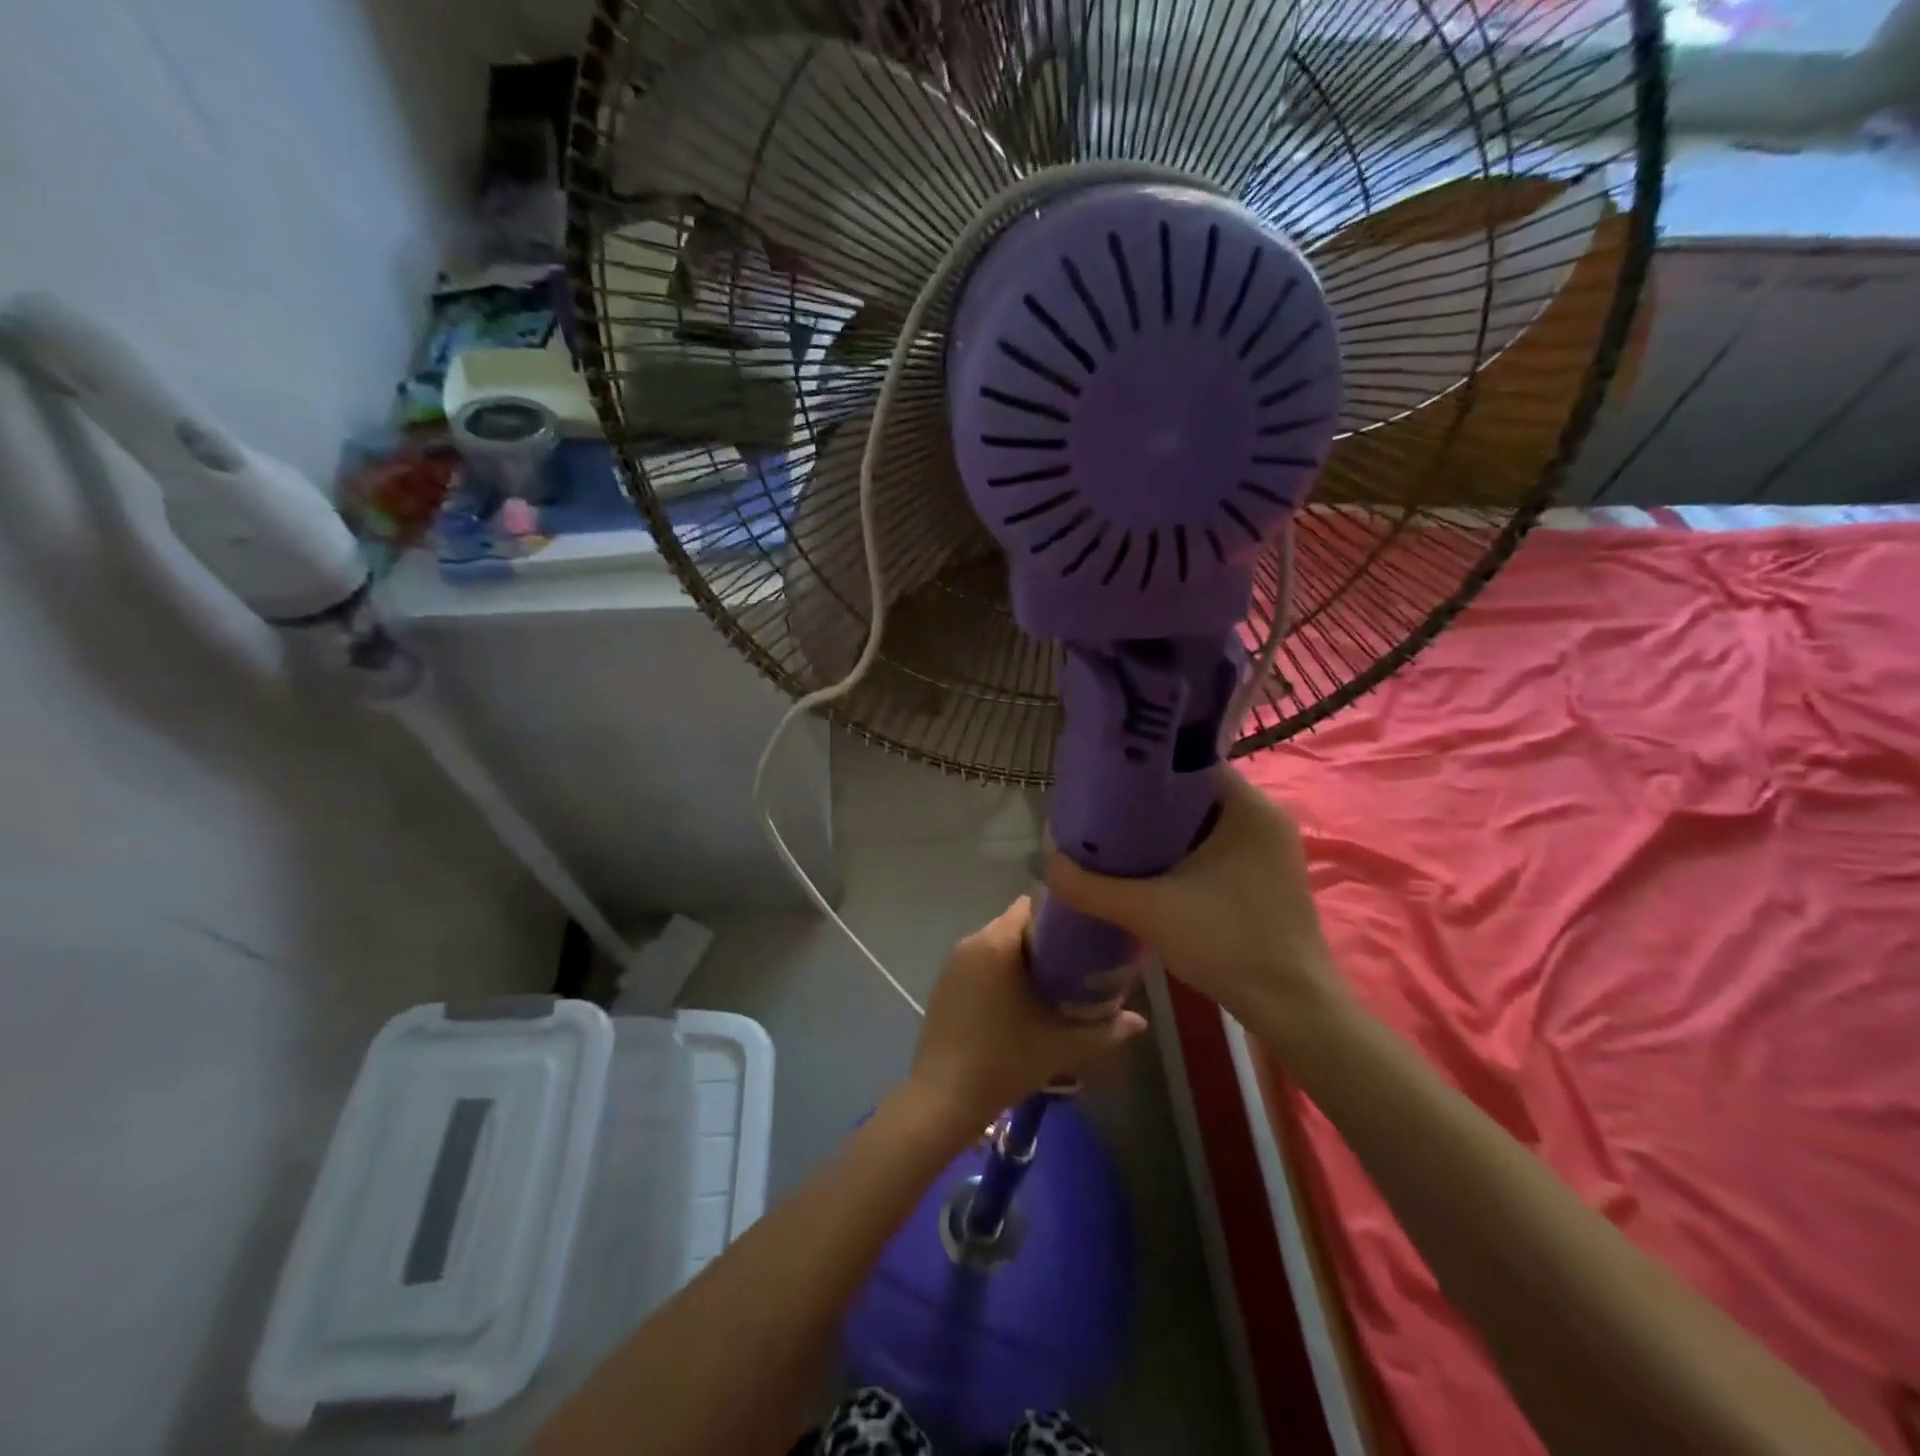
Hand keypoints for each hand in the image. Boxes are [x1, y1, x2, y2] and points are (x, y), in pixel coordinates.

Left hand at [907, 896, 1146, 1130]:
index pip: (1031, 906)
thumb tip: (1140, 1022)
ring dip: (1021, 957)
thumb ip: (1105, 1031)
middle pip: (1014, 924)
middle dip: (1044, 940)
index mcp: (997, 943)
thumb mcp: (1062, 1047)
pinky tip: (1017, 1002)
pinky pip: (979, 963)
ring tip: (1052, 983)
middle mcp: (971, 943)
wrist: (944, 1099)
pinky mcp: (943, 985)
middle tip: (1076, 964)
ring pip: (996, 945)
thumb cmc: (1005, 1061)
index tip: (1084, 936)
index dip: (1060, 916)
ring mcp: (953, 964)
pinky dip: (999, 972)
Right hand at [1043, 765, 1340, 1023]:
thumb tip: (1044, 862)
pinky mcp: (1265, 879)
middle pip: (1194, 793)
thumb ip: (1091, 886)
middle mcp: (1265, 819)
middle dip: (1147, 802)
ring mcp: (1269, 851)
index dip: (1145, 767)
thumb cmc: (1228, 943)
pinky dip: (1182, 853)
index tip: (1105, 778)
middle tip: (1101, 810)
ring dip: (1163, 831)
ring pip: (1204, 824)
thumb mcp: (1149, 911)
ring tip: (1114, 837)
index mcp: (1250, 808)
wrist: (1291, 1009)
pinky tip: (1147, 869)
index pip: (1191, 763)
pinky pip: (1215, 849)